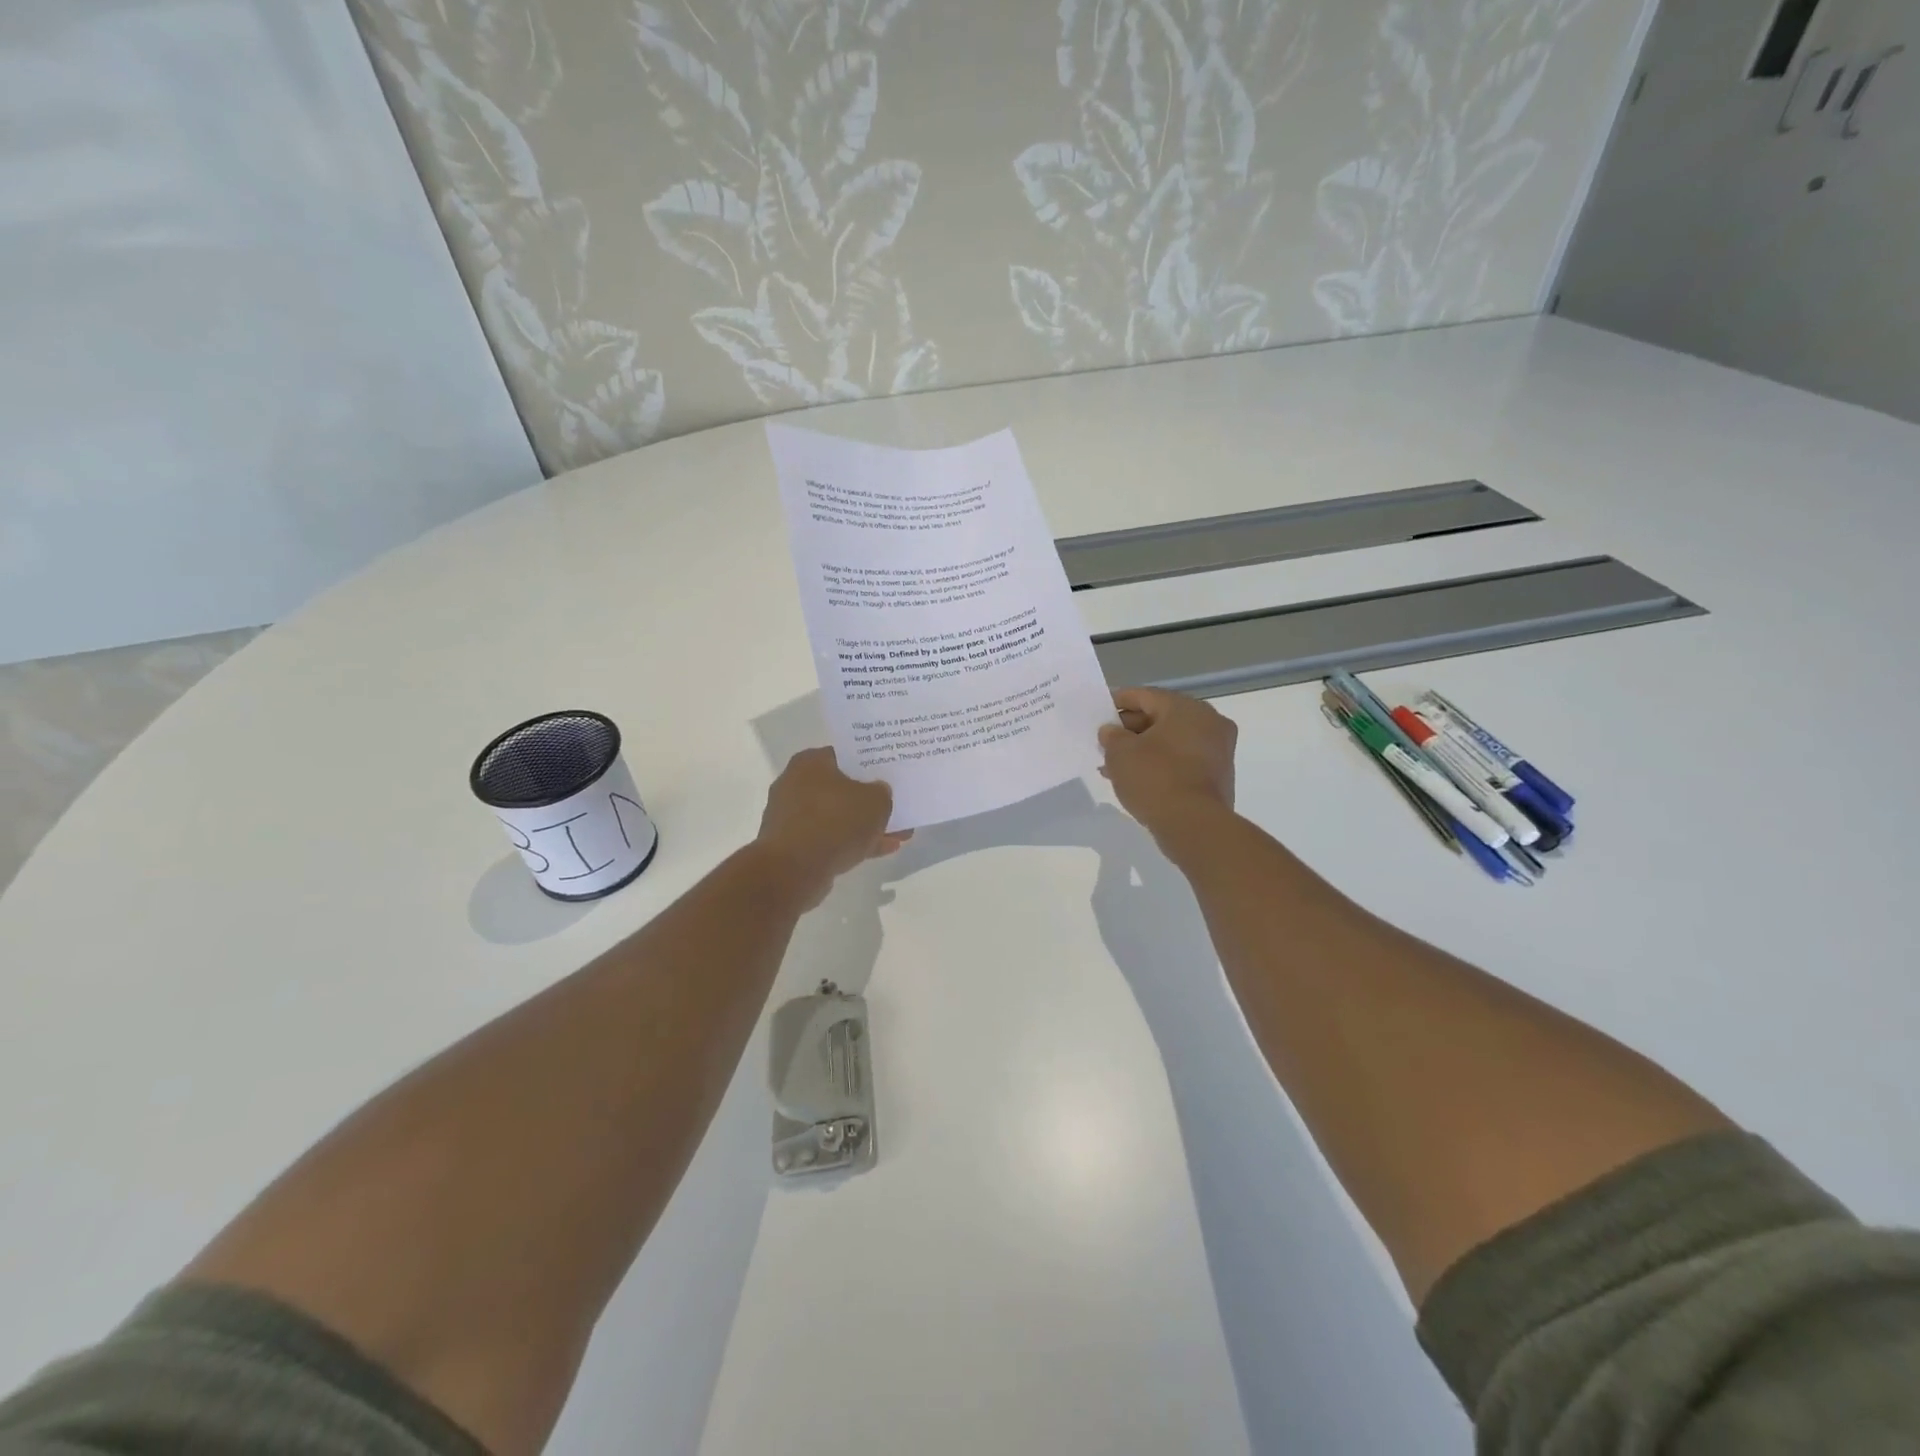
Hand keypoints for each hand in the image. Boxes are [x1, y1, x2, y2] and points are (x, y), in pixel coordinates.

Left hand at [754, 748, 910, 908]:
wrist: (793, 870)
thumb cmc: (835, 822)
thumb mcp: (876, 801)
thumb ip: (882, 793)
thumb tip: (878, 792)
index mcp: (810, 762)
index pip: (845, 756)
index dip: (870, 765)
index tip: (889, 775)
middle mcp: (795, 784)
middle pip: (842, 789)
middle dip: (870, 802)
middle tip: (896, 807)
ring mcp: (792, 817)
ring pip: (838, 817)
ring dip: (865, 826)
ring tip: (898, 835)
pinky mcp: (793, 846)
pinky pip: (830, 839)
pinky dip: (853, 843)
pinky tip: (882, 850)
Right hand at [1099, 687, 1237, 851]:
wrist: (1194, 825)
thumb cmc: (1155, 778)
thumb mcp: (1120, 753)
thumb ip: (1112, 736)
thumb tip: (1112, 731)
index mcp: (1186, 708)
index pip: (1146, 696)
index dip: (1119, 701)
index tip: (1100, 711)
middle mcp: (1209, 722)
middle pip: (1162, 717)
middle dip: (1131, 729)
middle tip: (1106, 742)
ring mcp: (1218, 750)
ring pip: (1172, 741)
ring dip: (1144, 749)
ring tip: (1115, 765)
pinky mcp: (1218, 775)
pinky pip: (1183, 760)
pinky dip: (1161, 764)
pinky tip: (1137, 779)